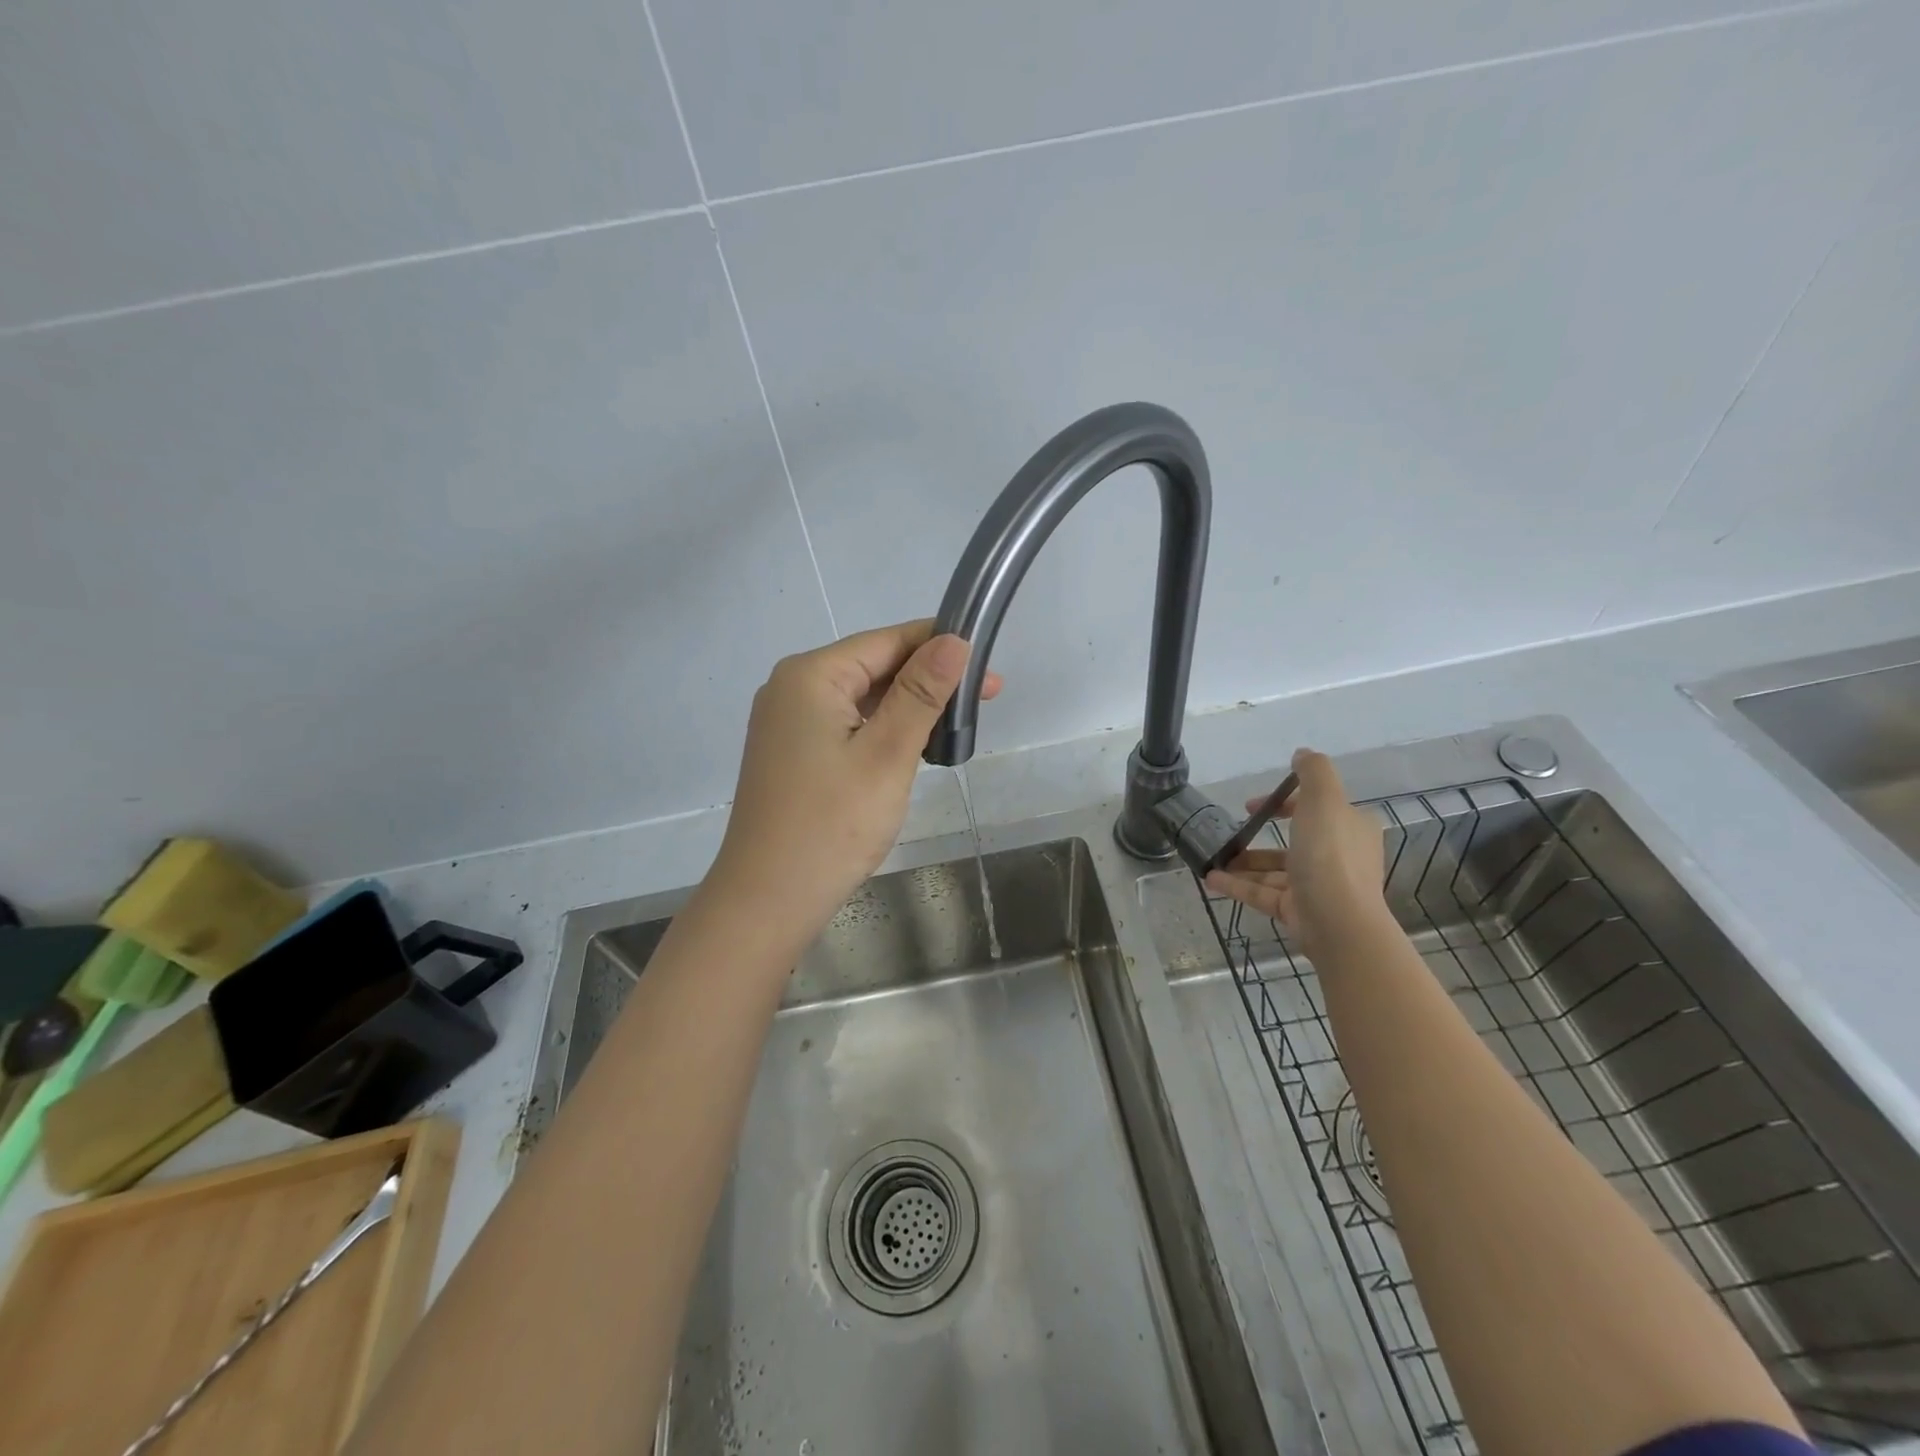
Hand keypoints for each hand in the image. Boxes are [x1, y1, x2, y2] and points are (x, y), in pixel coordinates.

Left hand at [711, 619, 1001, 931]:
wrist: (768, 901)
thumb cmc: (831, 826)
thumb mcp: (887, 754)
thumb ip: (921, 693)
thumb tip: (955, 641)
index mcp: (810, 675)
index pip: (887, 641)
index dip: (941, 647)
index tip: (989, 668)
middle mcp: (792, 688)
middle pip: (873, 666)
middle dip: (929, 680)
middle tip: (987, 700)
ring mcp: (787, 722)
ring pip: (862, 698)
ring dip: (909, 707)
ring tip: (956, 727)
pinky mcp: (792, 752)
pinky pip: (846, 724)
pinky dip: (883, 730)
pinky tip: (913, 747)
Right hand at [1204, 747, 1385, 953]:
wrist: (1338, 922)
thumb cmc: (1330, 855)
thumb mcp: (1323, 800)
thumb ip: (1313, 772)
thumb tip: (1302, 753)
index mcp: (1350, 828)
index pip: (1316, 808)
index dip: (1283, 803)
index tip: (1252, 805)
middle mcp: (1338, 856)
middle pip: (1294, 840)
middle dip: (1260, 836)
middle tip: (1233, 832)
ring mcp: (1317, 886)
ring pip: (1275, 870)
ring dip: (1244, 863)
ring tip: (1214, 858)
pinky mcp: (1298, 910)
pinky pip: (1263, 893)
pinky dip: (1238, 885)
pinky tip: (1210, 879)